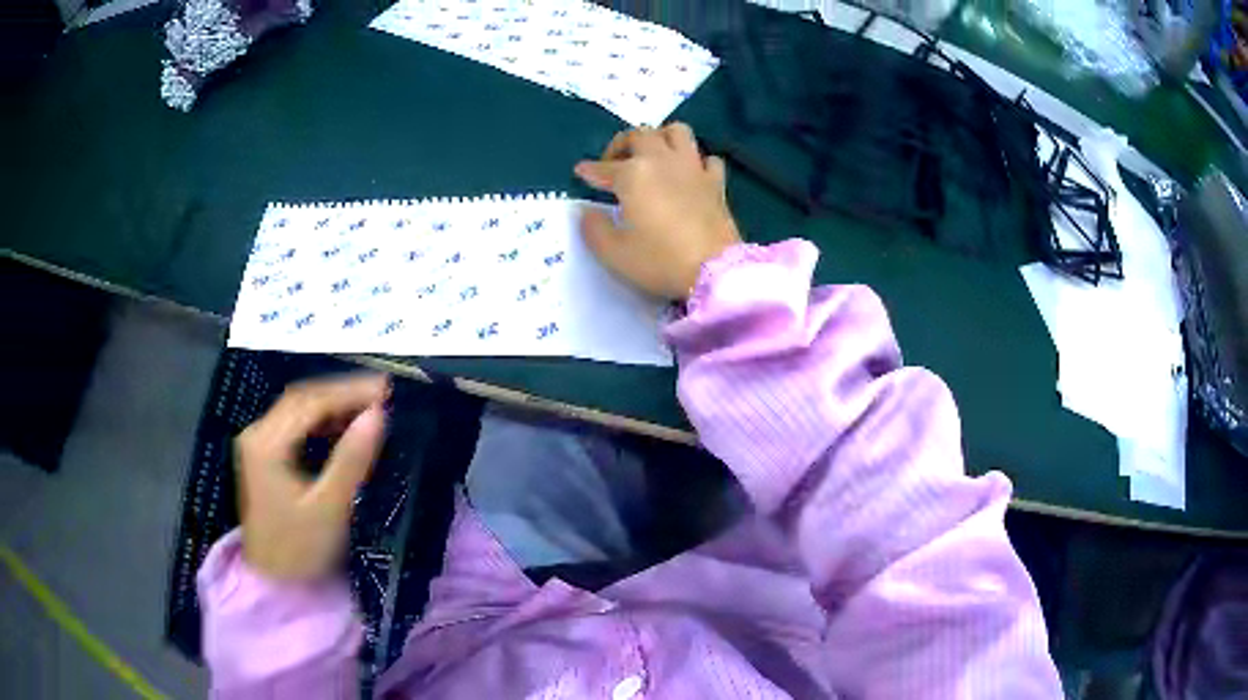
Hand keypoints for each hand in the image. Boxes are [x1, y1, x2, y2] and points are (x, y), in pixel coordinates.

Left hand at [234, 374, 388, 581]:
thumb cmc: (299, 550)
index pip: (310, 402)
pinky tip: (344, 427)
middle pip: (302, 399)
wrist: (272, 583)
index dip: (350, 391)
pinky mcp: (265, 456)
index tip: (387, 390)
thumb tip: (378, 414)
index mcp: (267, 443)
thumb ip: (351, 459)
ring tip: (370, 407)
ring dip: (334, 405)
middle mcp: (258, 434)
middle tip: (383, 395)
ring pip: (299, 410)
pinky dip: (322, 422)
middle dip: (343, 393)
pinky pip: (296, 426)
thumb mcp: (328, 508)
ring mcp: (259, 444)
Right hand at [575, 123, 741, 299]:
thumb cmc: (659, 260)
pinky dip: (695, 161)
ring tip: (653, 156)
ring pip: (677, 132)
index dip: (589, 170)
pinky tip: (689, 175)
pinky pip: (706, 158)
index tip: (581, 172)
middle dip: (622, 144)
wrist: (714, 271)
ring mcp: (693, 168)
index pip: (604, 168)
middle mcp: (662, 161)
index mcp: (633, 174)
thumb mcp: (613, 252)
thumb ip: (593, 229)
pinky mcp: (717, 183)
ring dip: (661, 138)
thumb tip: (588, 212)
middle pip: (640, 135)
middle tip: (615, 164)